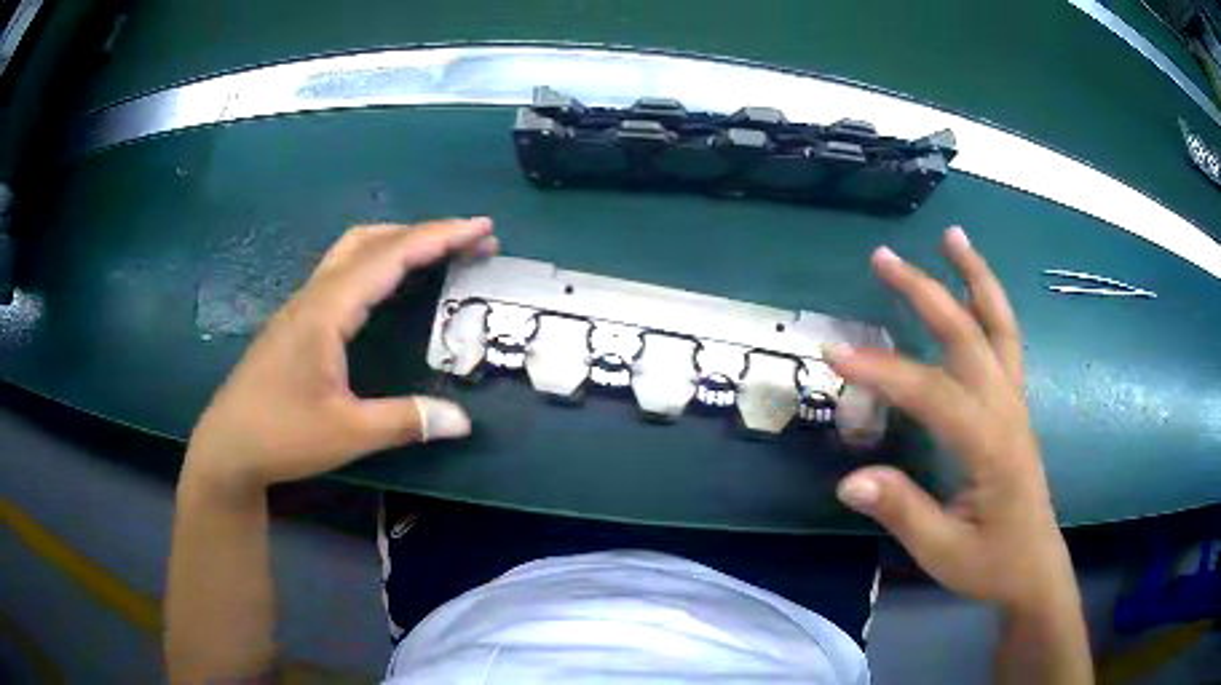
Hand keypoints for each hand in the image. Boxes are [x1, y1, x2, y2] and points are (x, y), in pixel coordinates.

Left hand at [182, 218, 497, 493]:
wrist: (228, 447)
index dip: (438, 237)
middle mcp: (314, 296)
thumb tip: (463, 421)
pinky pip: (343, 272)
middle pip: (372, 241)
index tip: (481, 227)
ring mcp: (302, 306)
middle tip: (470, 243)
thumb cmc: (281, 435)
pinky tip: (388, 285)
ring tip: (437, 254)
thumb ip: (405, 421)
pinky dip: (377, 263)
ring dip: (398, 243)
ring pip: (353, 251)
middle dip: (424, 234)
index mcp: (327, 311)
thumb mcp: (347, 432)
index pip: (389, 257)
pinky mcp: (297, 321)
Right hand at [829, 227, 1074, 613]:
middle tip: (883, 258)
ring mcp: (1015, 402)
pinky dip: (989, 302)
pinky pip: (1006, 340)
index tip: (835, 353)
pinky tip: (973, 288)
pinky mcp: (1015, 404)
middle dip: (926, 292)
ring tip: (952, 236)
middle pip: (970, 335)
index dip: (884, 371)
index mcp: (991, 446)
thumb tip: (848, 479)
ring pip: (1000, 325)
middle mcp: (1007, 410)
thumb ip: (901, 511)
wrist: (1033, 567)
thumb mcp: (942, 551)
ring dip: (975, 276)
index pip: (934, 393)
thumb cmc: (990, 562)